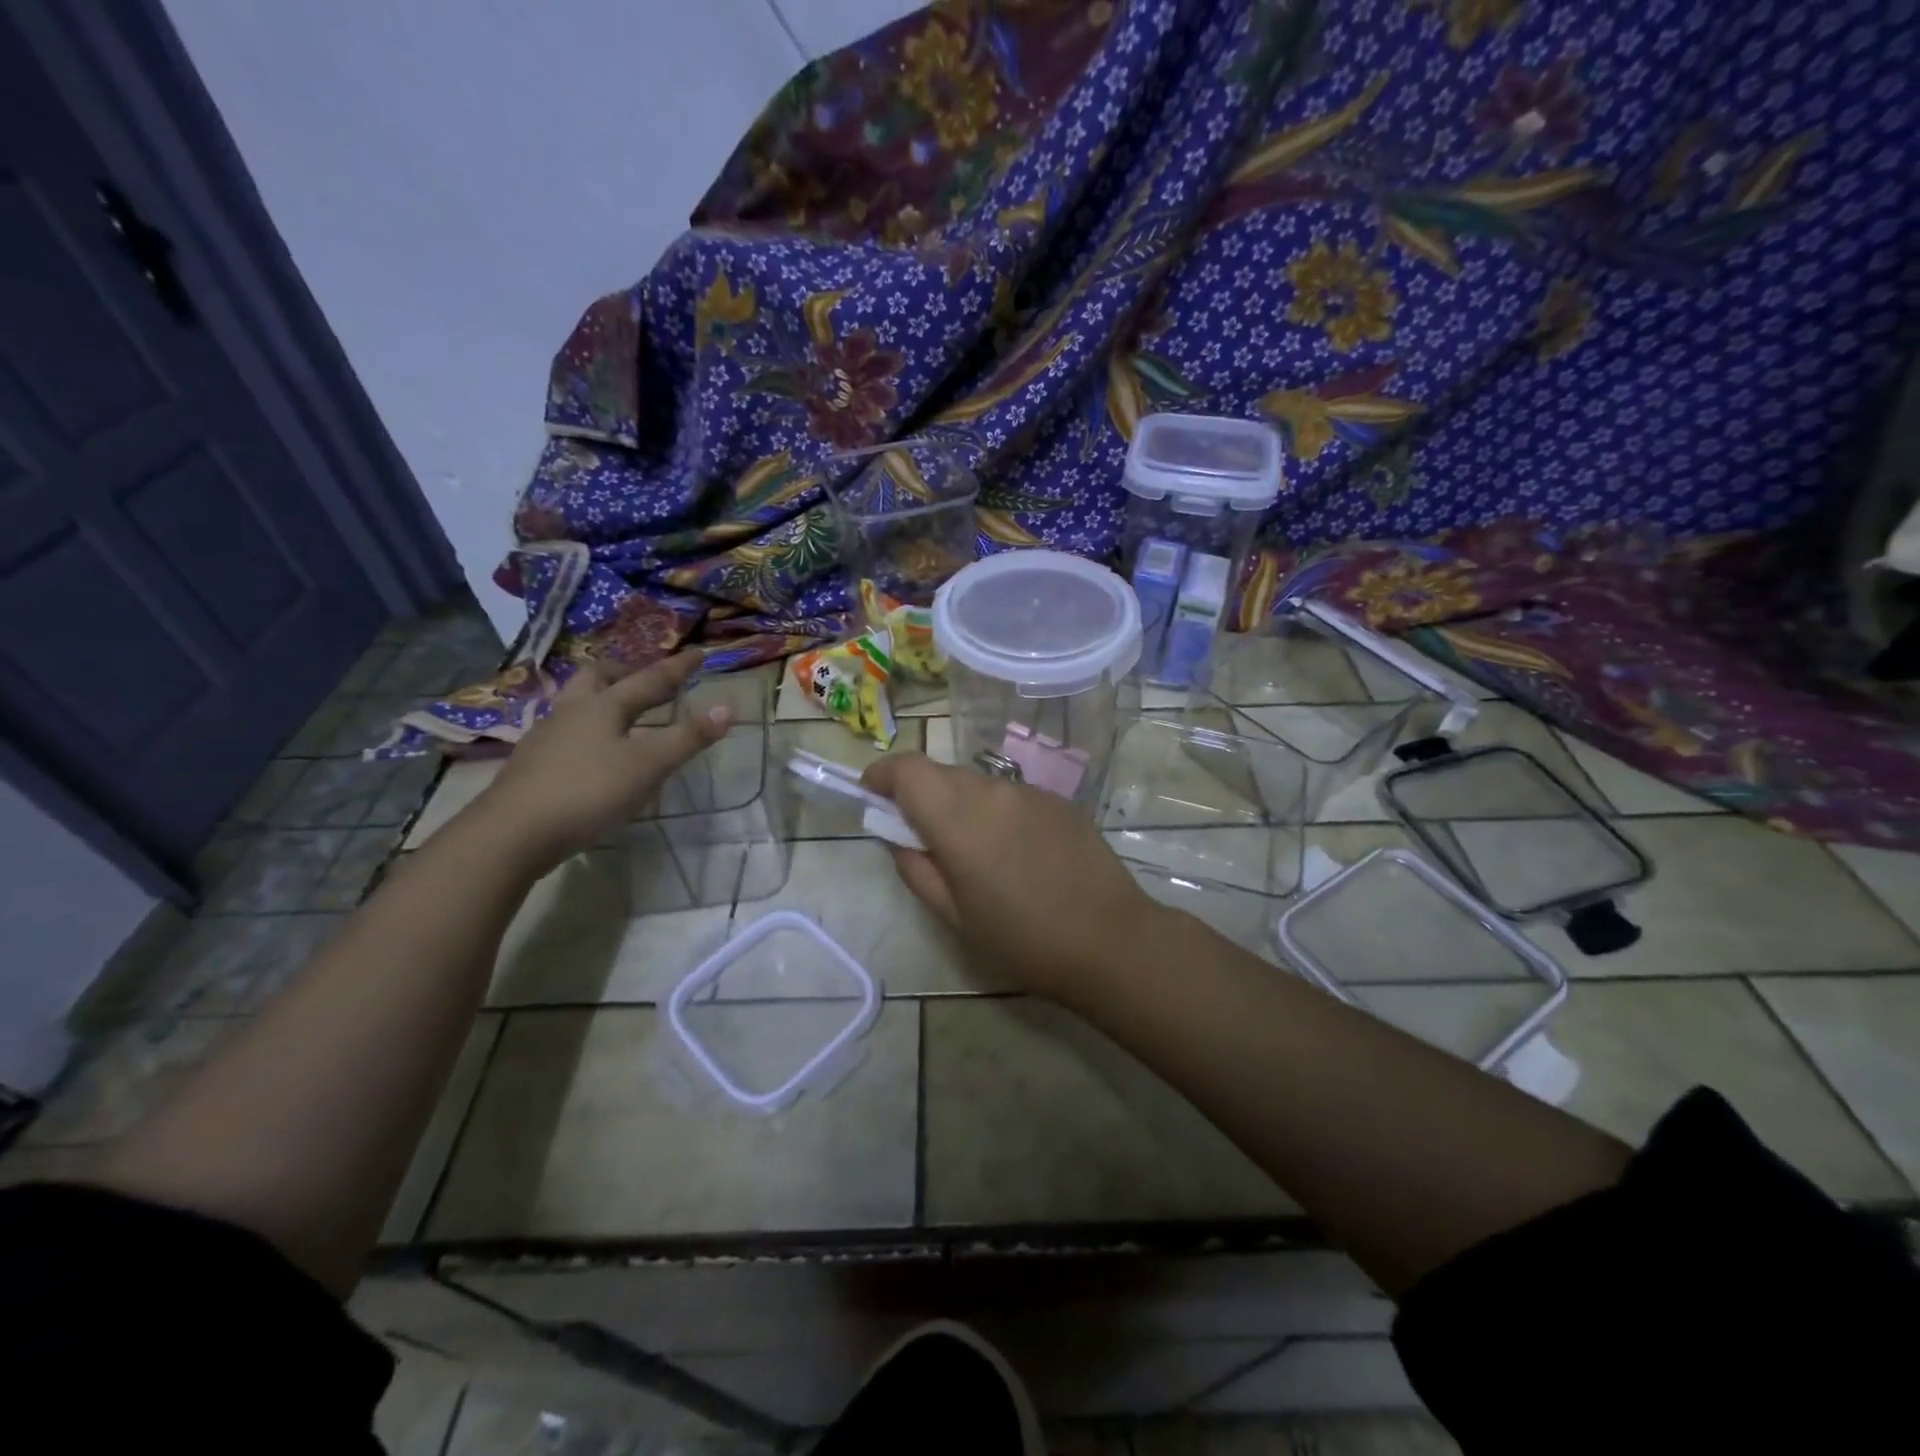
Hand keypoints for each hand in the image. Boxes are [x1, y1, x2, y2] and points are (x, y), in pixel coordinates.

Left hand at [472, 652, 728, 868]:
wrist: (512, 833)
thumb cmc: (589, 792)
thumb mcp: (649, 766)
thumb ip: (688, 737)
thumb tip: (727, 708)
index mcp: (604, 705)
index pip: (650, 679)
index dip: (678, 667)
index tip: (699, 652)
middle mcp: (572, 711)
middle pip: (598, 677)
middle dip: (626, 673)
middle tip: (646, 679)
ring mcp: (546, 736)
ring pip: (576, 701)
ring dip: (601, 697)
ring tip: (619, 710)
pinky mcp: (532, 763)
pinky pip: (564, 729)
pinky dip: (586, 727)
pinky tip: (591, 749)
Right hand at [861, 752, 1165, 1002]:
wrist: (1111, 940)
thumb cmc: (1023, 939)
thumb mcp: (954, 916)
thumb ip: (916, 868)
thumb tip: (898, 837)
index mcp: (959, 819)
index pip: (908, 769)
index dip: (882, 775)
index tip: (872, 796)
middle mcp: (993, 791)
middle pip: (941, 774)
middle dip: (921, 796)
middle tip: (923, 839)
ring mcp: (1031, 792)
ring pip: (978, 784)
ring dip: (961, 805)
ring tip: (977, 855)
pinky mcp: (1060, 800)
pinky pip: (1012, 796)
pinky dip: (997, 812)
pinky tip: (1017, 854)